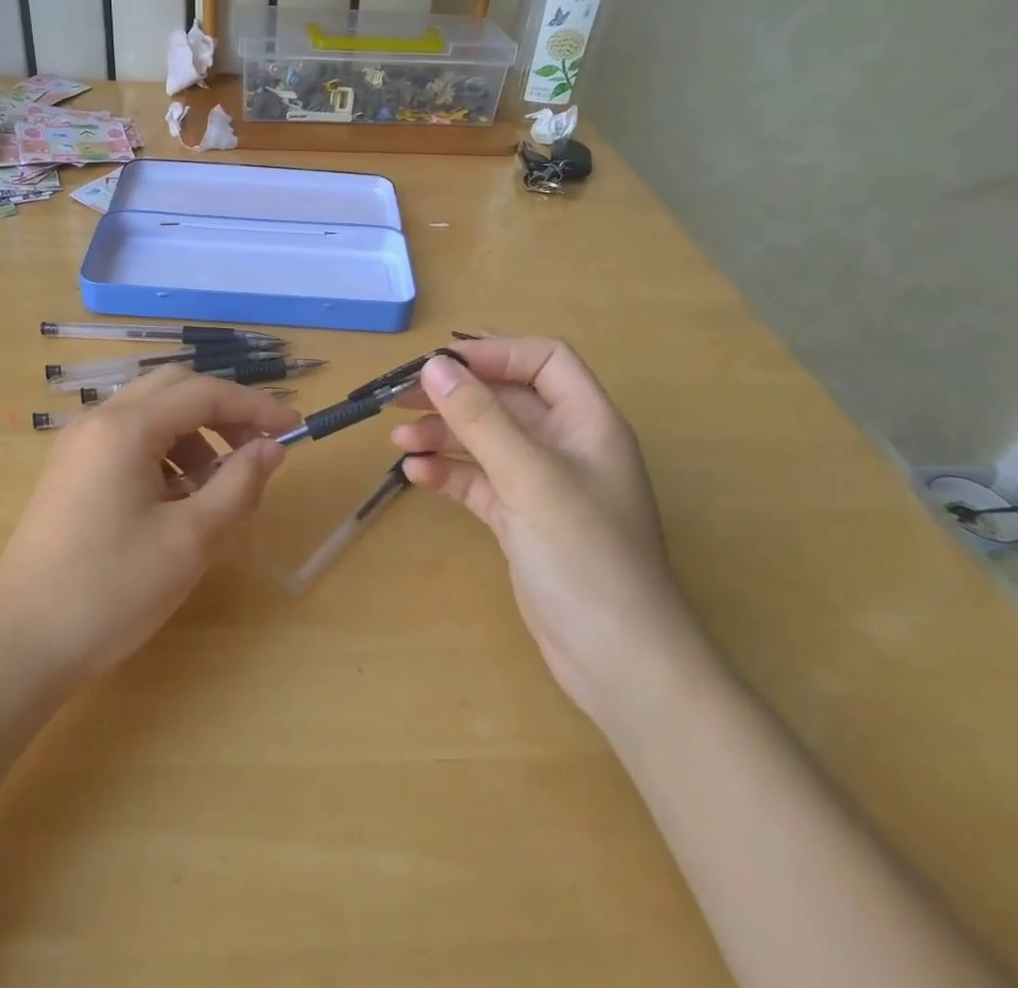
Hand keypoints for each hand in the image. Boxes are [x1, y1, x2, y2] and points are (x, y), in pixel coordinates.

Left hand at [0, 367, 297, 686]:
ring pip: (151, 414)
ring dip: (193, 436)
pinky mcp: (69, 472)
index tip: (293, 430)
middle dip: (223, 413)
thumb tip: (271, 449)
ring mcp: (77, 446)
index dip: (255, 407)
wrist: (18, 647)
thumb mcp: (189, 541)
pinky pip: (128, 441)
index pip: (204, 393)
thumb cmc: (109, 591)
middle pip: (174, 388)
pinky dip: (164, 455)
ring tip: (214, 490)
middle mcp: (97, 422)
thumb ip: (237, 485)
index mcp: (125, 428)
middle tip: (256, 452)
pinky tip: (174, 503)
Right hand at [390, 338, 702, 719]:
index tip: (441, 365)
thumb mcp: (530, 478)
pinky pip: (479, 480)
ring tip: (398, 441)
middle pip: (506, 399)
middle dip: (455, 396)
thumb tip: (434, 366)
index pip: (543, 360)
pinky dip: (449, 473)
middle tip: (400, 399)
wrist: (619, 663)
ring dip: (443, 434)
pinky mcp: (521, 520)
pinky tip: (416, 475)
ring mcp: (541, 485)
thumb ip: (481, 418)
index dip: (494, 353)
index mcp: (587, 422)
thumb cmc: (586, 557)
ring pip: (486, 440)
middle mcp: (565, 445)